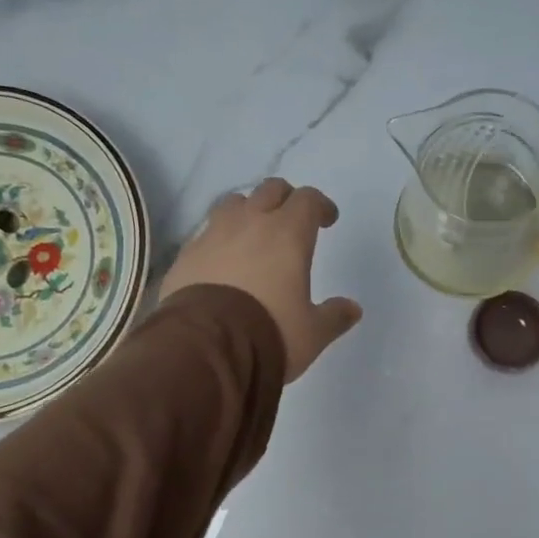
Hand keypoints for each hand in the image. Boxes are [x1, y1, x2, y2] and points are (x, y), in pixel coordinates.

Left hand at [159, 178, 362, 382]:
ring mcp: (212, 235)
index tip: (326, 220)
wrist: (207, 347)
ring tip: (252, 233)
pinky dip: (218, 239)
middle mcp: (250, 223)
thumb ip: (334, 317)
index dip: (320, 206)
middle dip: (285, 199)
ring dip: (247, 211)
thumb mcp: (312, 333)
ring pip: (233, 204)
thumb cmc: (270, 333)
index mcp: (288, 234)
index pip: (307, 200)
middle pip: (270, 190)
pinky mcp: (186, 255)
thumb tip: (353, 309)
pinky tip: (221, 261)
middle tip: (291, 220)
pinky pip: (205, 234)